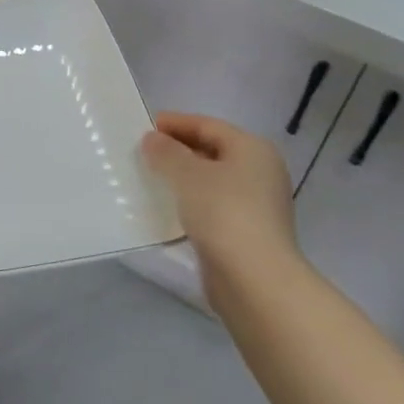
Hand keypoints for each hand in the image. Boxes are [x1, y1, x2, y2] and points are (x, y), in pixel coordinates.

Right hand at [139, 112, 298, 305]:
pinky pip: (212, 206)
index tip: (144, 126)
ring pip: (211, 181)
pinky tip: (167, 208)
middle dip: (177, 151)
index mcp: (252, 149)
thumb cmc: (223, 212)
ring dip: (182, 179)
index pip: (208, 125)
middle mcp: (260, 172)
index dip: (175, 123)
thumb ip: (166, 152)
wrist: (255, 280)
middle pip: (212, 151)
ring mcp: (257, 205)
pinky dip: (190, 202)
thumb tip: (153, 139)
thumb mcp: (187, 174)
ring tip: (149, 178)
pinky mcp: (247, 233)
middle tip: (143, 152)